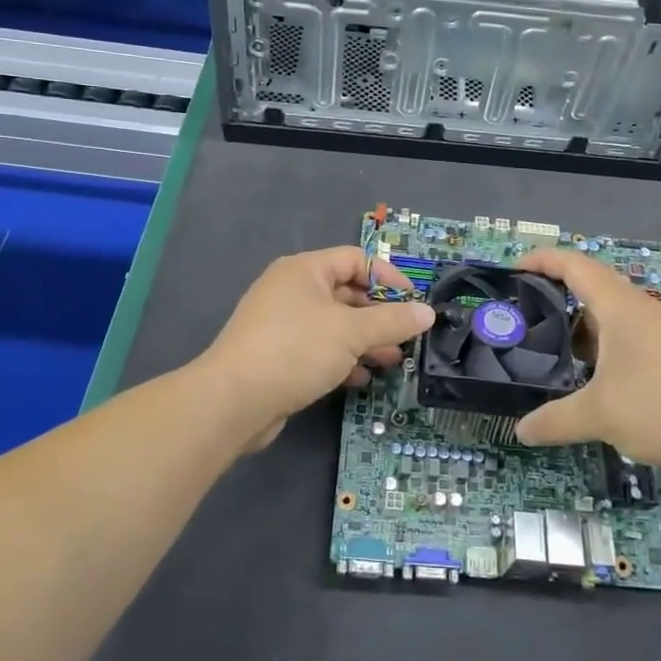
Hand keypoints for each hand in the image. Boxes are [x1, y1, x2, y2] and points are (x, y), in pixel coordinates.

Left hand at [199, 246, 433, 449]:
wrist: (233, 401)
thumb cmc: (295, 350)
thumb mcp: (351, 332)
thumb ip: (392, 321)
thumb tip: (427, 312)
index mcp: (304, 270)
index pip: (355, 259)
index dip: (387, 277)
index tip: (413, 302)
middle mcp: (291, 290)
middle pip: (345, 292)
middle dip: (378, 314)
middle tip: (406, 335)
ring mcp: (281, 324)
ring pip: (333, 324)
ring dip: (364, 340)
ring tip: (392, 360)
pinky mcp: (277, 355)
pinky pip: (318, 348)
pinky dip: (341, 359)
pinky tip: (361, 378)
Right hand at [512, 247, 660, 473]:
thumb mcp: (601, 415)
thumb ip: (555, 420)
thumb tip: (521, 430)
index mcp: (618, 306)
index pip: (573, 265)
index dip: (540, 260)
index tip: (510, 268)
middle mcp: (639, 309)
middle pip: (589, 285)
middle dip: (553, 293)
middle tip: (521, 313)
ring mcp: (659, 331)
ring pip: (608, 314)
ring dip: (577, 324)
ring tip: (548, 347)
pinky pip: (624, 335)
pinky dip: (599, 344)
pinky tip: (589, 375)